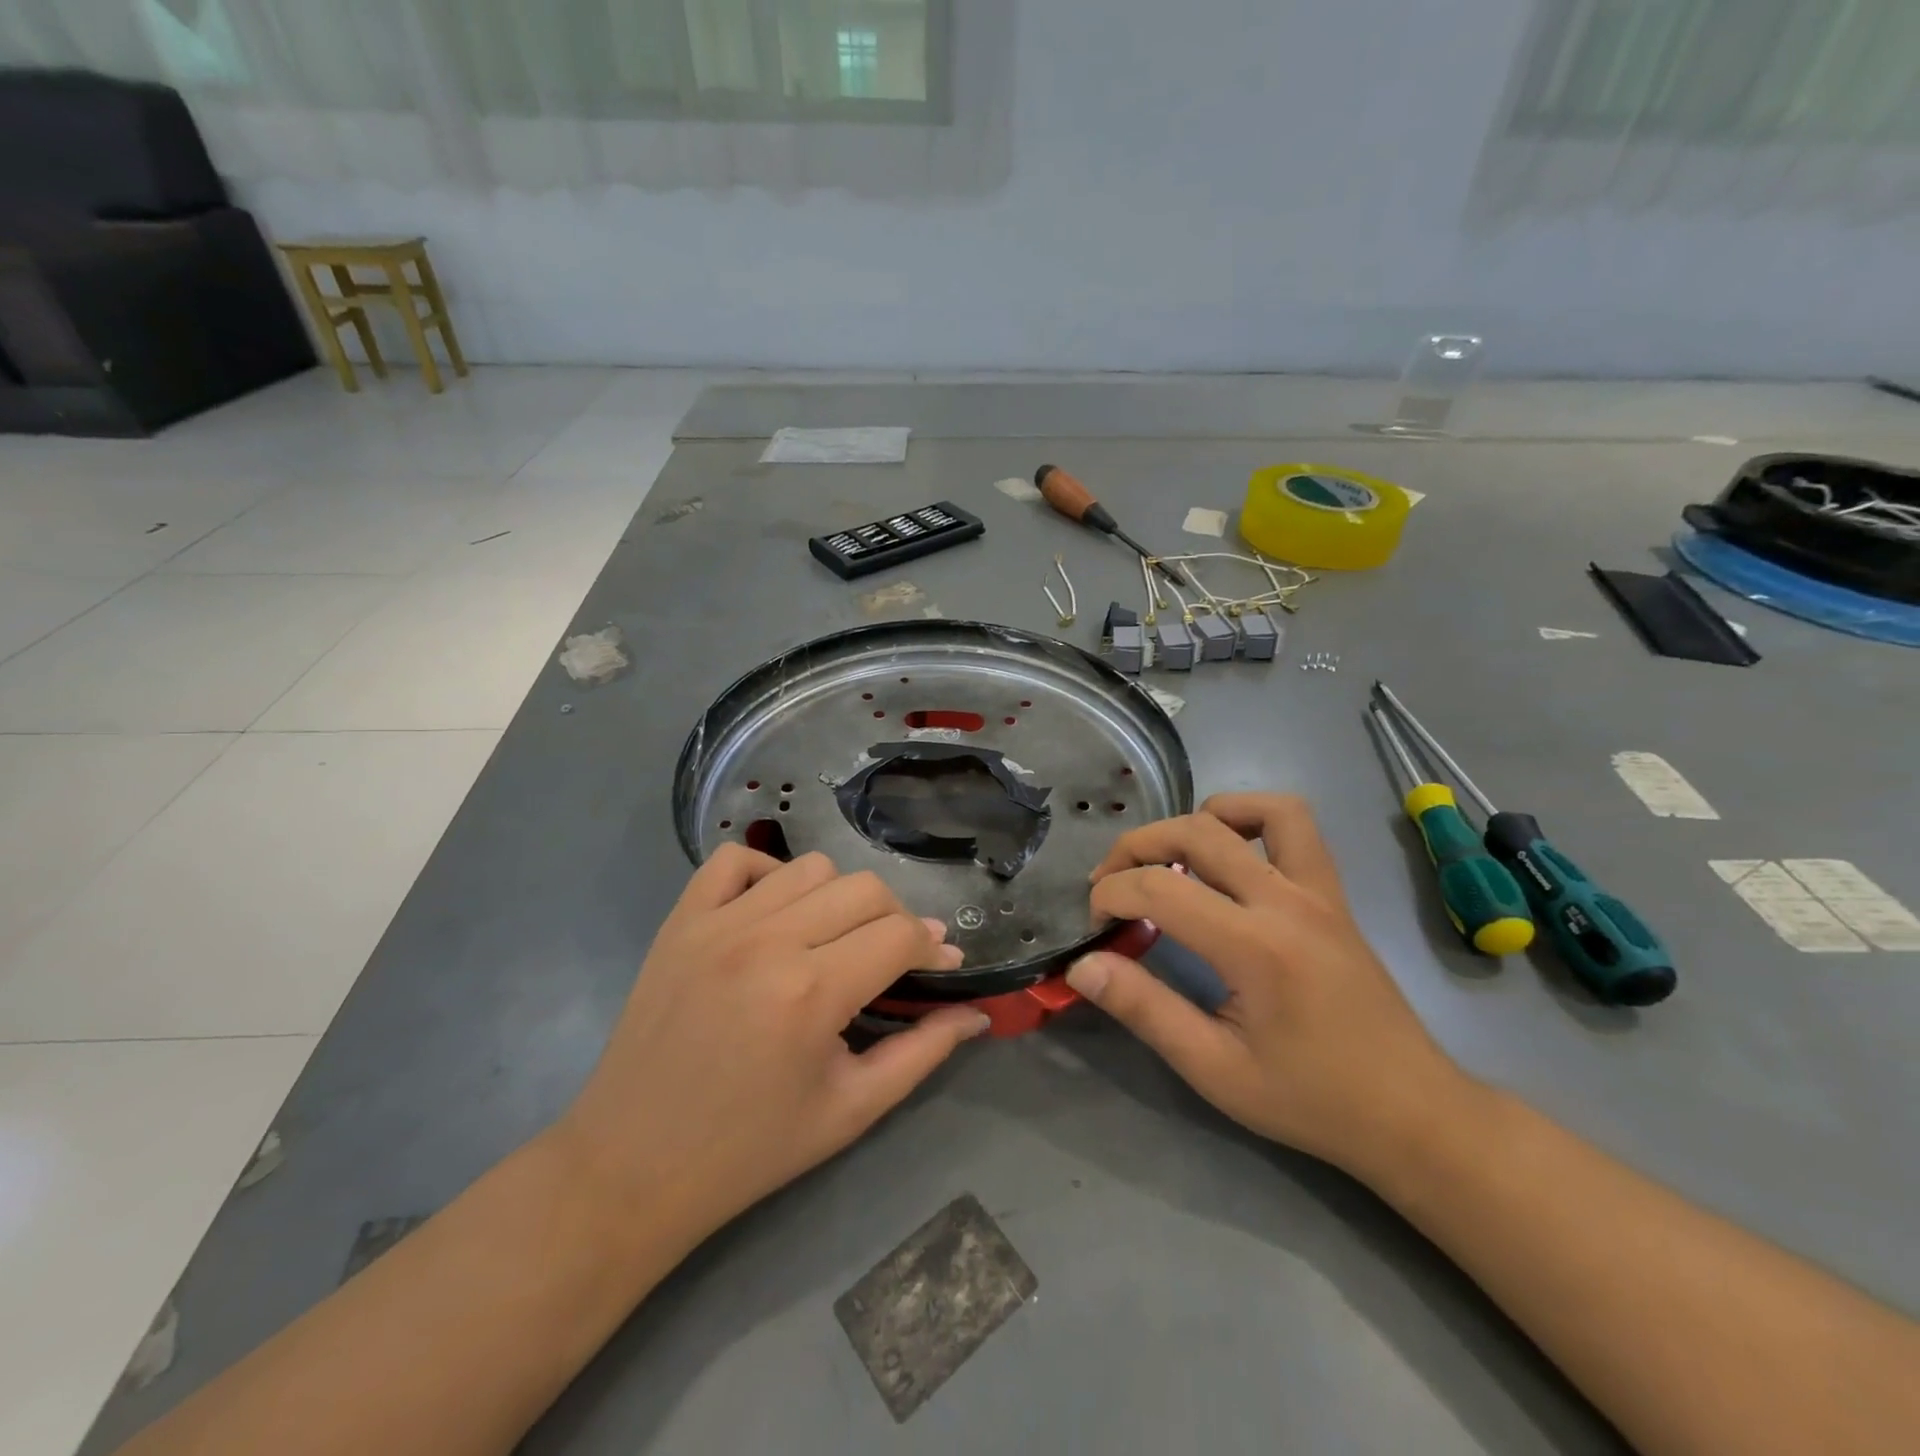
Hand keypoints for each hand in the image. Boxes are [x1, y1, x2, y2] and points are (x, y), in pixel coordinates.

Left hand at [556, 846, 989, 1244]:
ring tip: (835, 939)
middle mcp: (767, 942)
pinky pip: (734, 860)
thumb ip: (923, 1053)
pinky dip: (767, 873)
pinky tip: (776, 912)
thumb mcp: (851, 1110)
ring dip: (838, 898)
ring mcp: (717, 924)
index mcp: (812, 993)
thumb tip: (976, 1014)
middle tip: (892, 959)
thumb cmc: (750, 1149)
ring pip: (810, 868)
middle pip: (864, 889)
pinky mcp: (680, 921)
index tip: (943, 964)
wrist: (631, 1166)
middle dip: (895, 920)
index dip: (933, 947)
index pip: (899, 935)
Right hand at [1067, 793, 1468, 1174]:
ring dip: (1198, 819)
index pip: (1159, 887)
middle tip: (1109, 884)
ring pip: (1256, 810)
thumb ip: (1145, 1010)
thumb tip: (1083, 966)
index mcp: (1255, 947)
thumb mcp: (1215, 1070)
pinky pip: (1295, 826)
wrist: (1412, 1114)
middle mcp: (1287, 901)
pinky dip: (1251, 817)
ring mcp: (1317, 890)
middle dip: (1135, 847)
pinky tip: (1228, 851)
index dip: (1111, 895)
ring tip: (1169, 857)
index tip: (1095, 925)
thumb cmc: (1310, 1099)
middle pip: (1195, 832)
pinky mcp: (1333, 894)